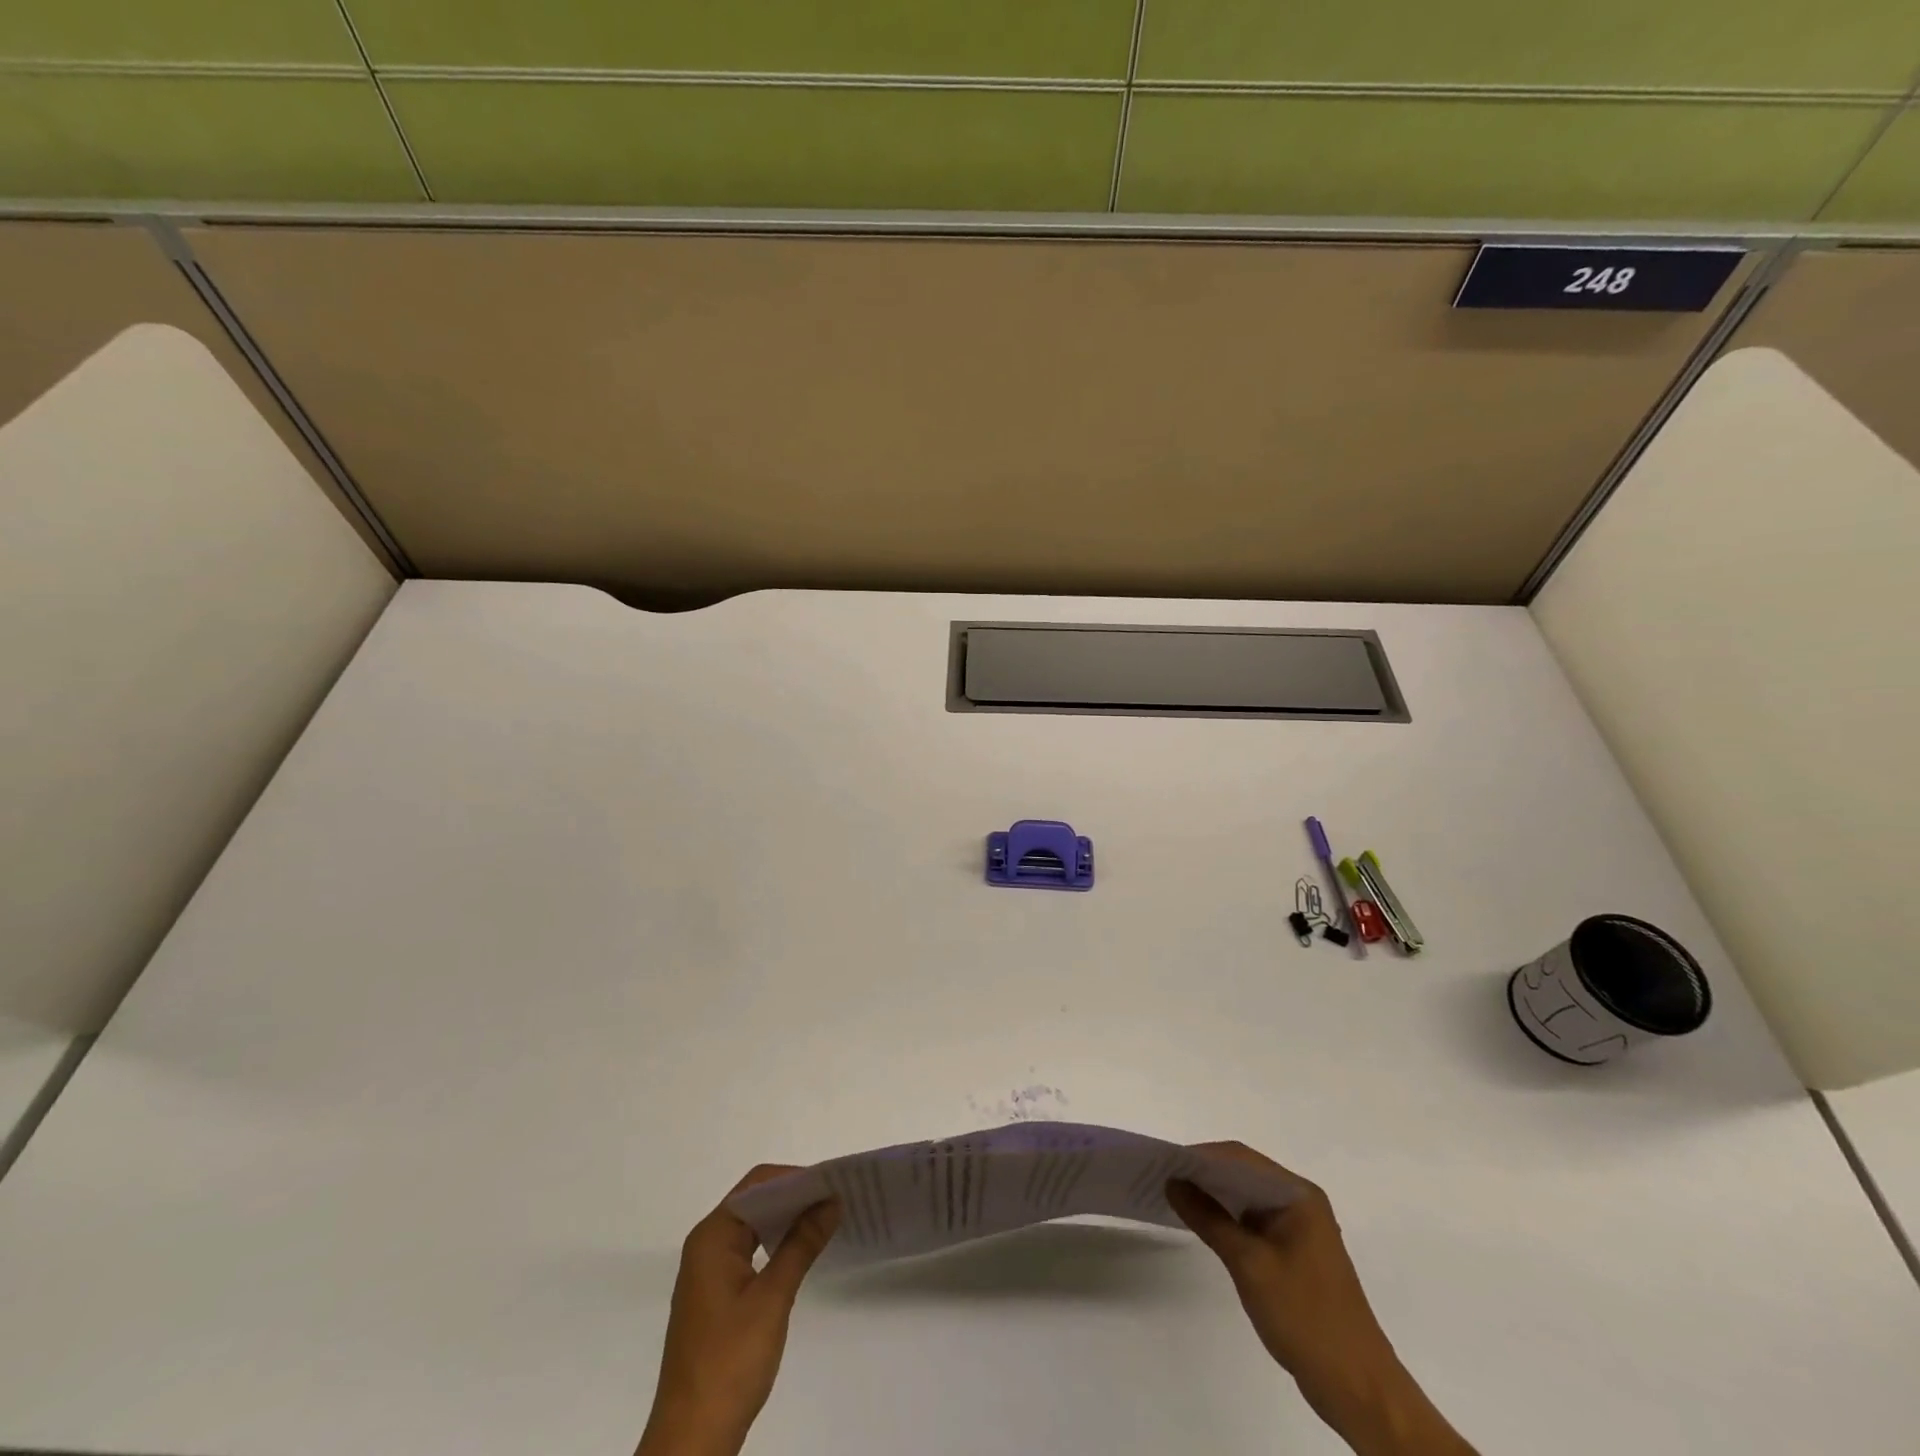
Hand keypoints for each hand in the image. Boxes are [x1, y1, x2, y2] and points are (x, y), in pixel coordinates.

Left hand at [637, 1166, 840, 1455]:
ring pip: (753, 1226)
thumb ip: (801, 1244)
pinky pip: (749, 1250)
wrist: (692, 1439)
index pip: (757, 1185)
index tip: (832, 1182)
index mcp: (712, 1237)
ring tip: (826, 1218)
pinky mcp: (716, 1294)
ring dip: (786, 1219)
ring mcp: (709, 1271)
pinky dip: (776, 1243)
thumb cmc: (730, 1361)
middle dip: (794, 1196)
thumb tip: (831, 1201)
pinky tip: (801, 1250)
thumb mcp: (772, 1298)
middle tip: (836, 1197)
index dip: (795, 1178)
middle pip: (754, 1201)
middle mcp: (707, 1244)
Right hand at [1167, 1143, 1475, 1455]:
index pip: (1241, 1159)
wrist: (1357, 1388)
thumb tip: (1174, 1183)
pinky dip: (1227, 1219)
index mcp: (1298, 1195)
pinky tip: (1202, 1225)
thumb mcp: (1249, 1265)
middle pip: (1244, 1174)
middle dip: (1205, 1174)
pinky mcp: (1294, 1253)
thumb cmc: (1305, 1317)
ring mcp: (1299, 1228)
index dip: (1202, 1157)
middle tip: (1164, 1177)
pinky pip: (1253, 1221)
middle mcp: (1300, 1202)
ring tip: (1175, 1197)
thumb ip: (1209, 1219)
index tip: (1166, 1162)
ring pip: (1247, 1197)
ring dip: (1214, 1196)